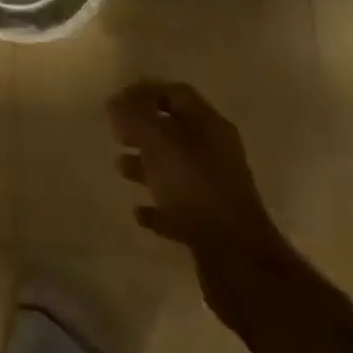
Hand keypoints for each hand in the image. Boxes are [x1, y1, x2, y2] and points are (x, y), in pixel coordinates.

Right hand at [108, 79, 290, 319]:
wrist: (237, 261)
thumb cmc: (195, 189)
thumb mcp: (159, 143)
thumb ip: (135, 118)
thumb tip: (116, 101)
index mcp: (209, 125)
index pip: (176, 93)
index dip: (146, 91)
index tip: (118, 100)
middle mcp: (215, 152)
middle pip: (175, 130)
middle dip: (143, 128)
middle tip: (116, 133)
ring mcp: (215, 189)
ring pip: (175, 167)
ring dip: (147, 165)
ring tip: (120, 167)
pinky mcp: (210, 224)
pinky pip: (179, 206)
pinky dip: (158, 205)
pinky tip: (139, 212)